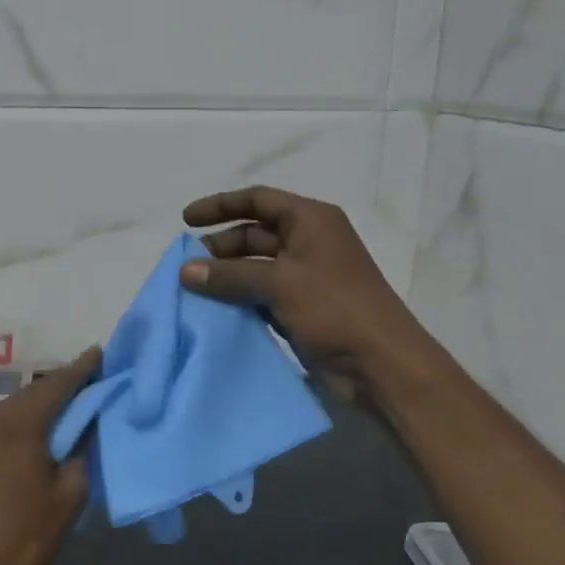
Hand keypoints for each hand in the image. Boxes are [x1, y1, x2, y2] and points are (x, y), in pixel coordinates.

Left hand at [0, 346, 101, 564]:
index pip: (57, 383)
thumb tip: (88, 422)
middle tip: (97, 382)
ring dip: (47, 404)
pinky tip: (48, 427)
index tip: (102, 354)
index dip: (83, 368)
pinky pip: (6, 421)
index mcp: (17, 421)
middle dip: (66, 387)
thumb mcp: (71, 491)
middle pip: (36, 391)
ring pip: (20, 405)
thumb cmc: (28, 537)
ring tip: (77, 404)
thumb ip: (82, 447)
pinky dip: (29, 419)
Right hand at [181, 186, 424, 402]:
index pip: (258, 200)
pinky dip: (237, 298)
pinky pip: (260, 294)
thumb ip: (229, 274)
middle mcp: (308, 242)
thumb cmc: (335, 308)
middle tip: (186, 265)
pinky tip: (213, 310)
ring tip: (192, 288)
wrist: (380, 364)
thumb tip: (184, 271)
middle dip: (219, 246)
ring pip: (254, 266)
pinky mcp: (300, 307)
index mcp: (311, 220)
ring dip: (225, 274)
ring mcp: (304, 277)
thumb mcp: (280, 282)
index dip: (220, 206)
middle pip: (253, 233)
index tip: (185, 221)